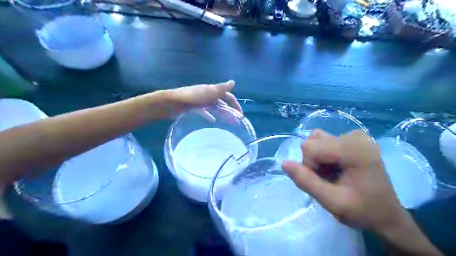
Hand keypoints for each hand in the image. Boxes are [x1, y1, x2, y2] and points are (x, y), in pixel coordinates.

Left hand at [163, 80, 241, 119]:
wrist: (171, 103)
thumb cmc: (190, 98)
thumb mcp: (208, 93)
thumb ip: (221, 89)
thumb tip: (233, 82)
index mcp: (212, 90)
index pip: (227, 96)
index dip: (235, 103)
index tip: (240, 114)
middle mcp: (207, 95)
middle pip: (222, 102)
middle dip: (230, 111)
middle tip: (236, 121)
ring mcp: (200, 101)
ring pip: (214, 108)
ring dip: (222, 114)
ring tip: (228, 123)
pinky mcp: (194, 108)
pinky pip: (205, 112)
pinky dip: (210, 116)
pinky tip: (213, 121)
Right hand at [282, 130, 405, 233]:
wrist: (388, 215)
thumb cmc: (363, 211)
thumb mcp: (332, 202)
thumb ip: (306, 182)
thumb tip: (284, 163)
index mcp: (354, 150)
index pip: (310, 148)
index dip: (308, 167)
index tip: (323, 183)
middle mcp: (355, 136)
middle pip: (313, 142)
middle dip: (313, 163)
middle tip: (328, 180)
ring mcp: (356, 135)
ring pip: (317, 140)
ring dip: (317, 158)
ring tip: (331, 174)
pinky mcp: (355, 138)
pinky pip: (325, 141)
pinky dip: (324, 155)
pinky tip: (336, 168)